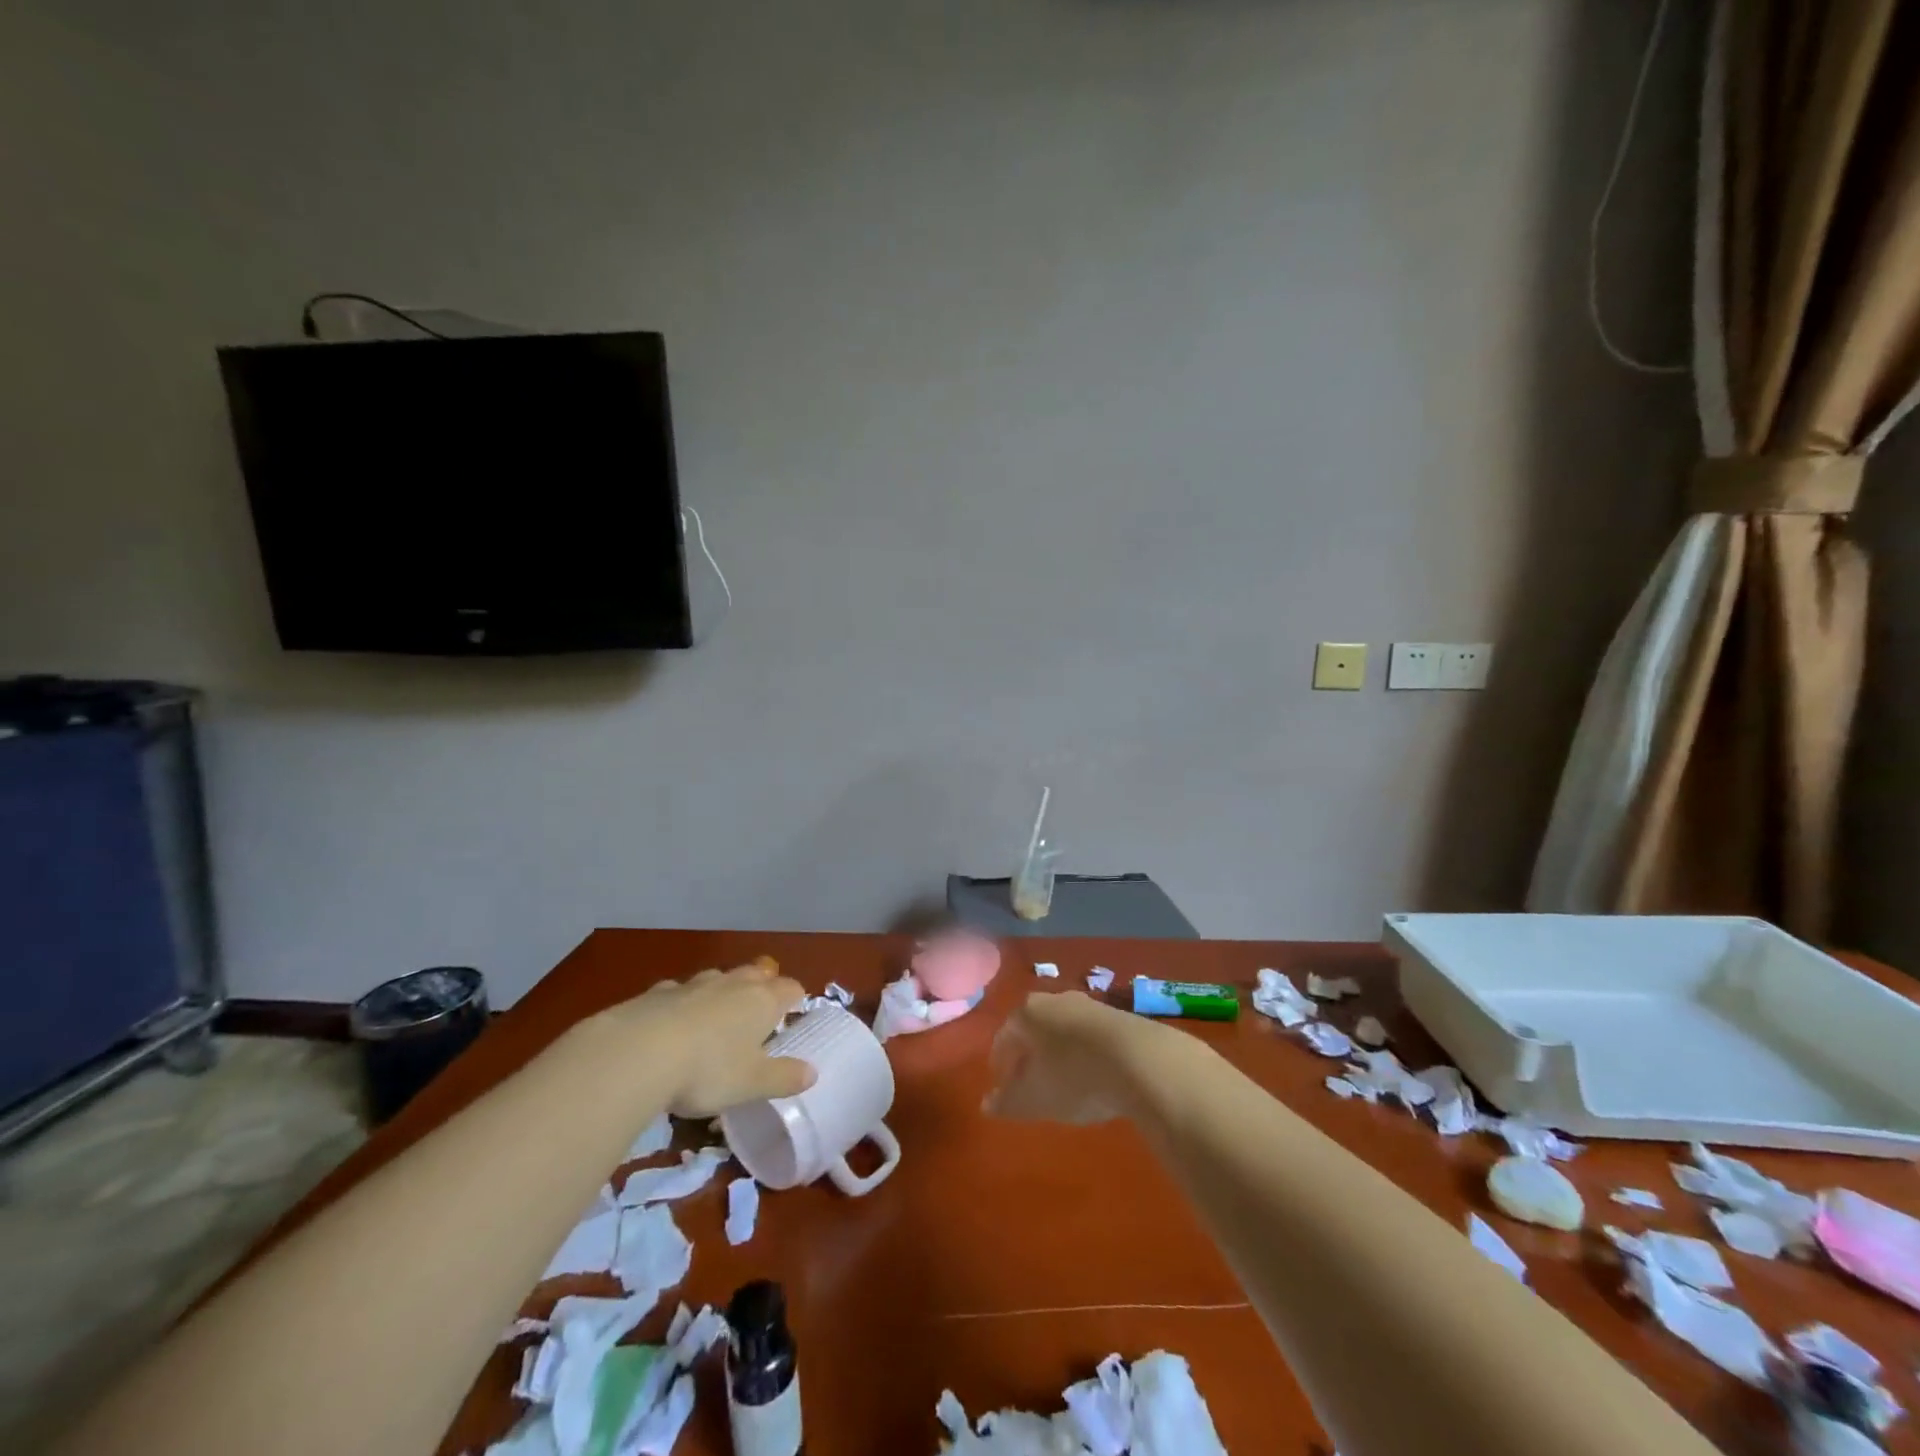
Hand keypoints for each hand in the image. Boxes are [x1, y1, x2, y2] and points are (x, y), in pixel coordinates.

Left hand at [579, 959, 816, 1116]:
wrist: (637, 1053)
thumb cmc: (707, 1069)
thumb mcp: (751, 1084)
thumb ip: (783, 1078)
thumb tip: (812, 1073)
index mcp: (762, 1001)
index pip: (790, 988)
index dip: (796, 999)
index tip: (795, 1013)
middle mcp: (732, 984)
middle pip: (756, 974)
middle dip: (761, 987)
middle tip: (759, 1011)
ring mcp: (693, 984)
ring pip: (717, 979)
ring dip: (722, 992)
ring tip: (717, 1016)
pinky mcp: (656, 992)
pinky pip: (678, 992)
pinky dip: (682, 1003)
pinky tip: (672, 1022)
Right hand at [985, 991, 1177, 1124]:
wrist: (1140, 1059)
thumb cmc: (1073, 1078)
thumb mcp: (1034, 1100)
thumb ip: (1007, 1102)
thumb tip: (987, 1104)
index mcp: (1027, 1014)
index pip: (1004, 1038)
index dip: (1001, 1065)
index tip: (1005, 1088)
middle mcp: (1054, 1000)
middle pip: (1034, 1029)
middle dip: (1030, 1056)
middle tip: (1031, 1084)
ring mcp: (1088, 1004)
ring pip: (1063, 1030)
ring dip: (1059, 1054)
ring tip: (1064, 1083)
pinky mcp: (1118, 1015)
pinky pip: (1090, 1035)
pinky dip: (1085, 1053)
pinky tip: (1094, 1076)